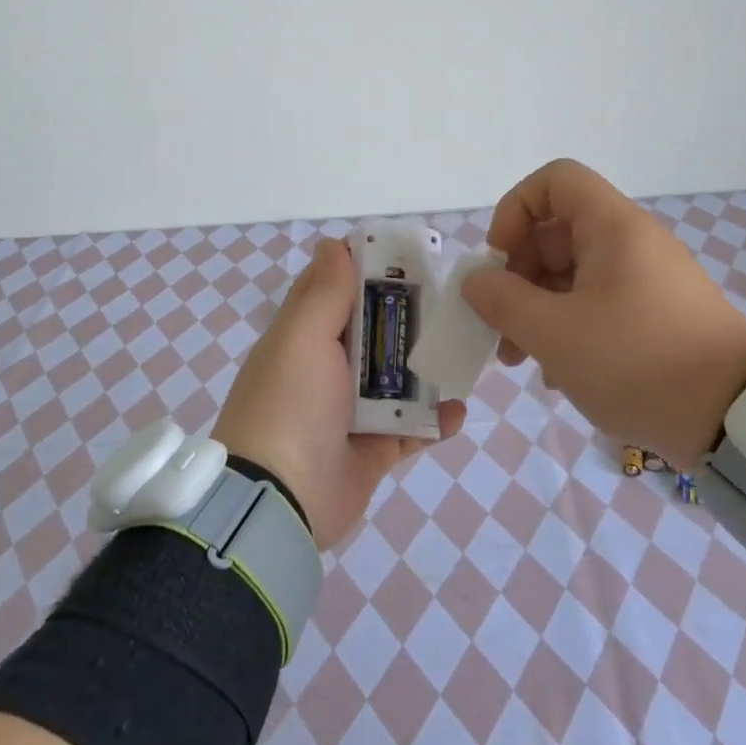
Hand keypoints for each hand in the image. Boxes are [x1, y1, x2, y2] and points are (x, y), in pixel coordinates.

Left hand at [216, 238, 465, 548]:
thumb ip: (324, 292)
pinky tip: (458, 410)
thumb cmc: (289, 404)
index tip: (412, 256)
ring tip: (466, 350)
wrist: (279, 501)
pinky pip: (412, 429)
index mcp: (306, 337)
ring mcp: (352, 412)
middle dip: (413, 316)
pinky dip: (435, 421)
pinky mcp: (374, 450)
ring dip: (430, 367)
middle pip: (377, 332)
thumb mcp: (302, 336)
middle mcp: (328, 370)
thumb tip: (335, 243)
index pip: (337, 289)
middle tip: (455, 300)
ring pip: (400, 378)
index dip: (370, 268)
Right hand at [461, 159, 745, 466]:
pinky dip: (569, 327)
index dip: (515, 210)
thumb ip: (503, 301)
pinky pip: (598, 303)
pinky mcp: (657, 314)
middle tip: (499, 326)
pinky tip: (559, 373)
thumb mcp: (554, 334)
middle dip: (518, 276)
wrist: (736, 417)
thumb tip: (476, 281)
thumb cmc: (637, 362)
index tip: (500, 260)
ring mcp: (647, 280)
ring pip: (574, 274)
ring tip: (522, 360)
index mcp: (612, 228)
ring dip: (538, 309)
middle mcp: (631, 243)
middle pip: (557, 232)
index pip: (554, 181)